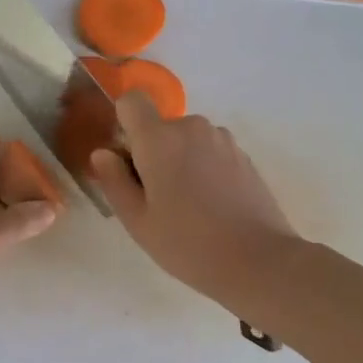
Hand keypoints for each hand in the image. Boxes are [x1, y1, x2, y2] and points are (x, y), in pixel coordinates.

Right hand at [90, 93, 298, 308]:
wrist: (258, 261)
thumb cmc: (187, 243)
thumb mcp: (137, 221)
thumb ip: (114, 181)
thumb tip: (103, 153)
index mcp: (159, 139)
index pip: (131, 101)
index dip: (123, 123)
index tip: (127, 159)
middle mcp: (192, 128)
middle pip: (159, 127)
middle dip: (152, 152)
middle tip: (156, 198)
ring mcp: (222, 140)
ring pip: (186, 140)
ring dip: (180, 160)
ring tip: (187, 205)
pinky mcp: (244, 155)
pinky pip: (209, 151)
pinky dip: (203, 169)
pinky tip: (212, 206)